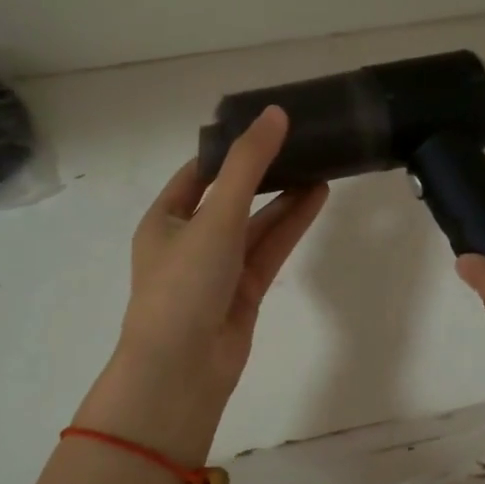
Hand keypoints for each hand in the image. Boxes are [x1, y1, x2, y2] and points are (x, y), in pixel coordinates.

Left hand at [86, 108, 327, 461]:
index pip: (197, 173)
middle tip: (300, 143)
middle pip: (231, 197)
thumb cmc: (184, 284)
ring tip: (320, 165)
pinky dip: (291, 225)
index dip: (229, 150)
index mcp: (164, 219)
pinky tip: (317, 198)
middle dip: (263, 173)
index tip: (264, 126)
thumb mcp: (214, 216)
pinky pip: (269, 250)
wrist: (182, 369)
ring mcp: (218, 268)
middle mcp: (189, 241)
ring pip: (256, 224)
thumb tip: (275, 114)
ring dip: (284, 198)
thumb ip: (247, 165)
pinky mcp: (244, 292)